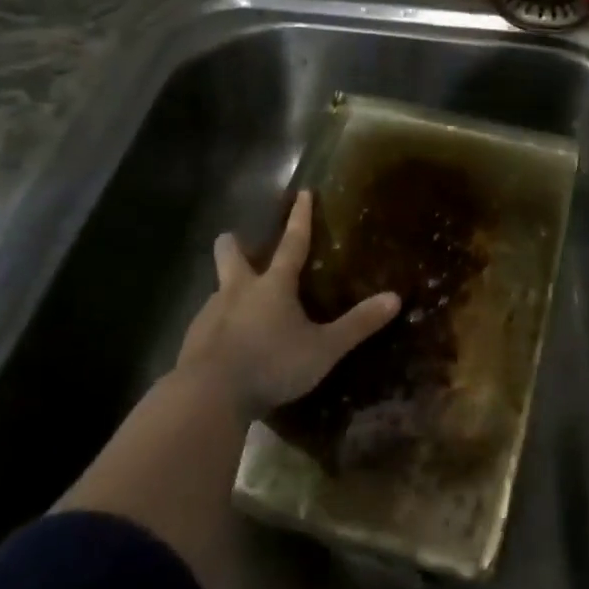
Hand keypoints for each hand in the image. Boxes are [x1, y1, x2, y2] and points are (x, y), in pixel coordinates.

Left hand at [177, 190, 399, 418]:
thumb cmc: (271, 364)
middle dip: (234, 244)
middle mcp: (238, 290)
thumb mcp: (323, 349)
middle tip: (241, 244)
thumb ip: (357, 325)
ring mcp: (210, 313)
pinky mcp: (192, 340)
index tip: (302, 192)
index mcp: (273, 285)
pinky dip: (219, 327)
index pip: (292, 242)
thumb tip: (395, 298)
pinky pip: (208, 324)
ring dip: (229, 291)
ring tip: (243, 311)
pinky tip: (228, 349)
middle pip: (230, 253)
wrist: (208, 396)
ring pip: (218, 289)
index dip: (300, 217)